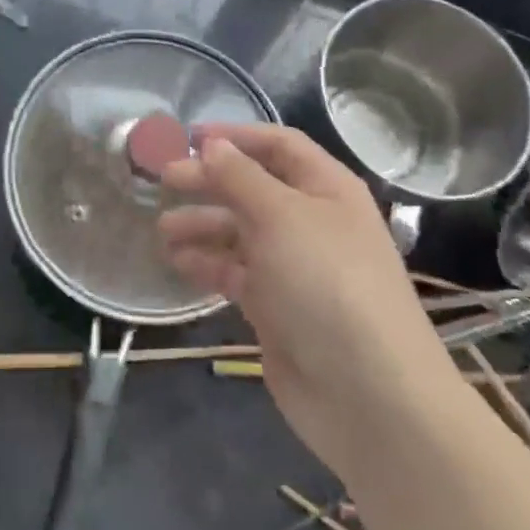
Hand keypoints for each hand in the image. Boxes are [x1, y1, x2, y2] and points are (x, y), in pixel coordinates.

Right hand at [159, 125, 454, 482]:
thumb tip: (212, 145)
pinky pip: (236, 273)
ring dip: (202, 225)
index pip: (279, 146)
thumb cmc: (326, 283)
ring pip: (240, 232)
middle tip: (162, 180)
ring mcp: (294, 267)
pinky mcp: (277, 307)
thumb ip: (240, 176)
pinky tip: (178, 262)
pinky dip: (208, 264)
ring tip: (162, 228)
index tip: (188, 138)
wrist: (367, 394)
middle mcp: (311, 221)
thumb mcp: (281, 216)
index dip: (236, 136)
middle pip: (253, 187)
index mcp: (326, 189)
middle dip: (210, 181)